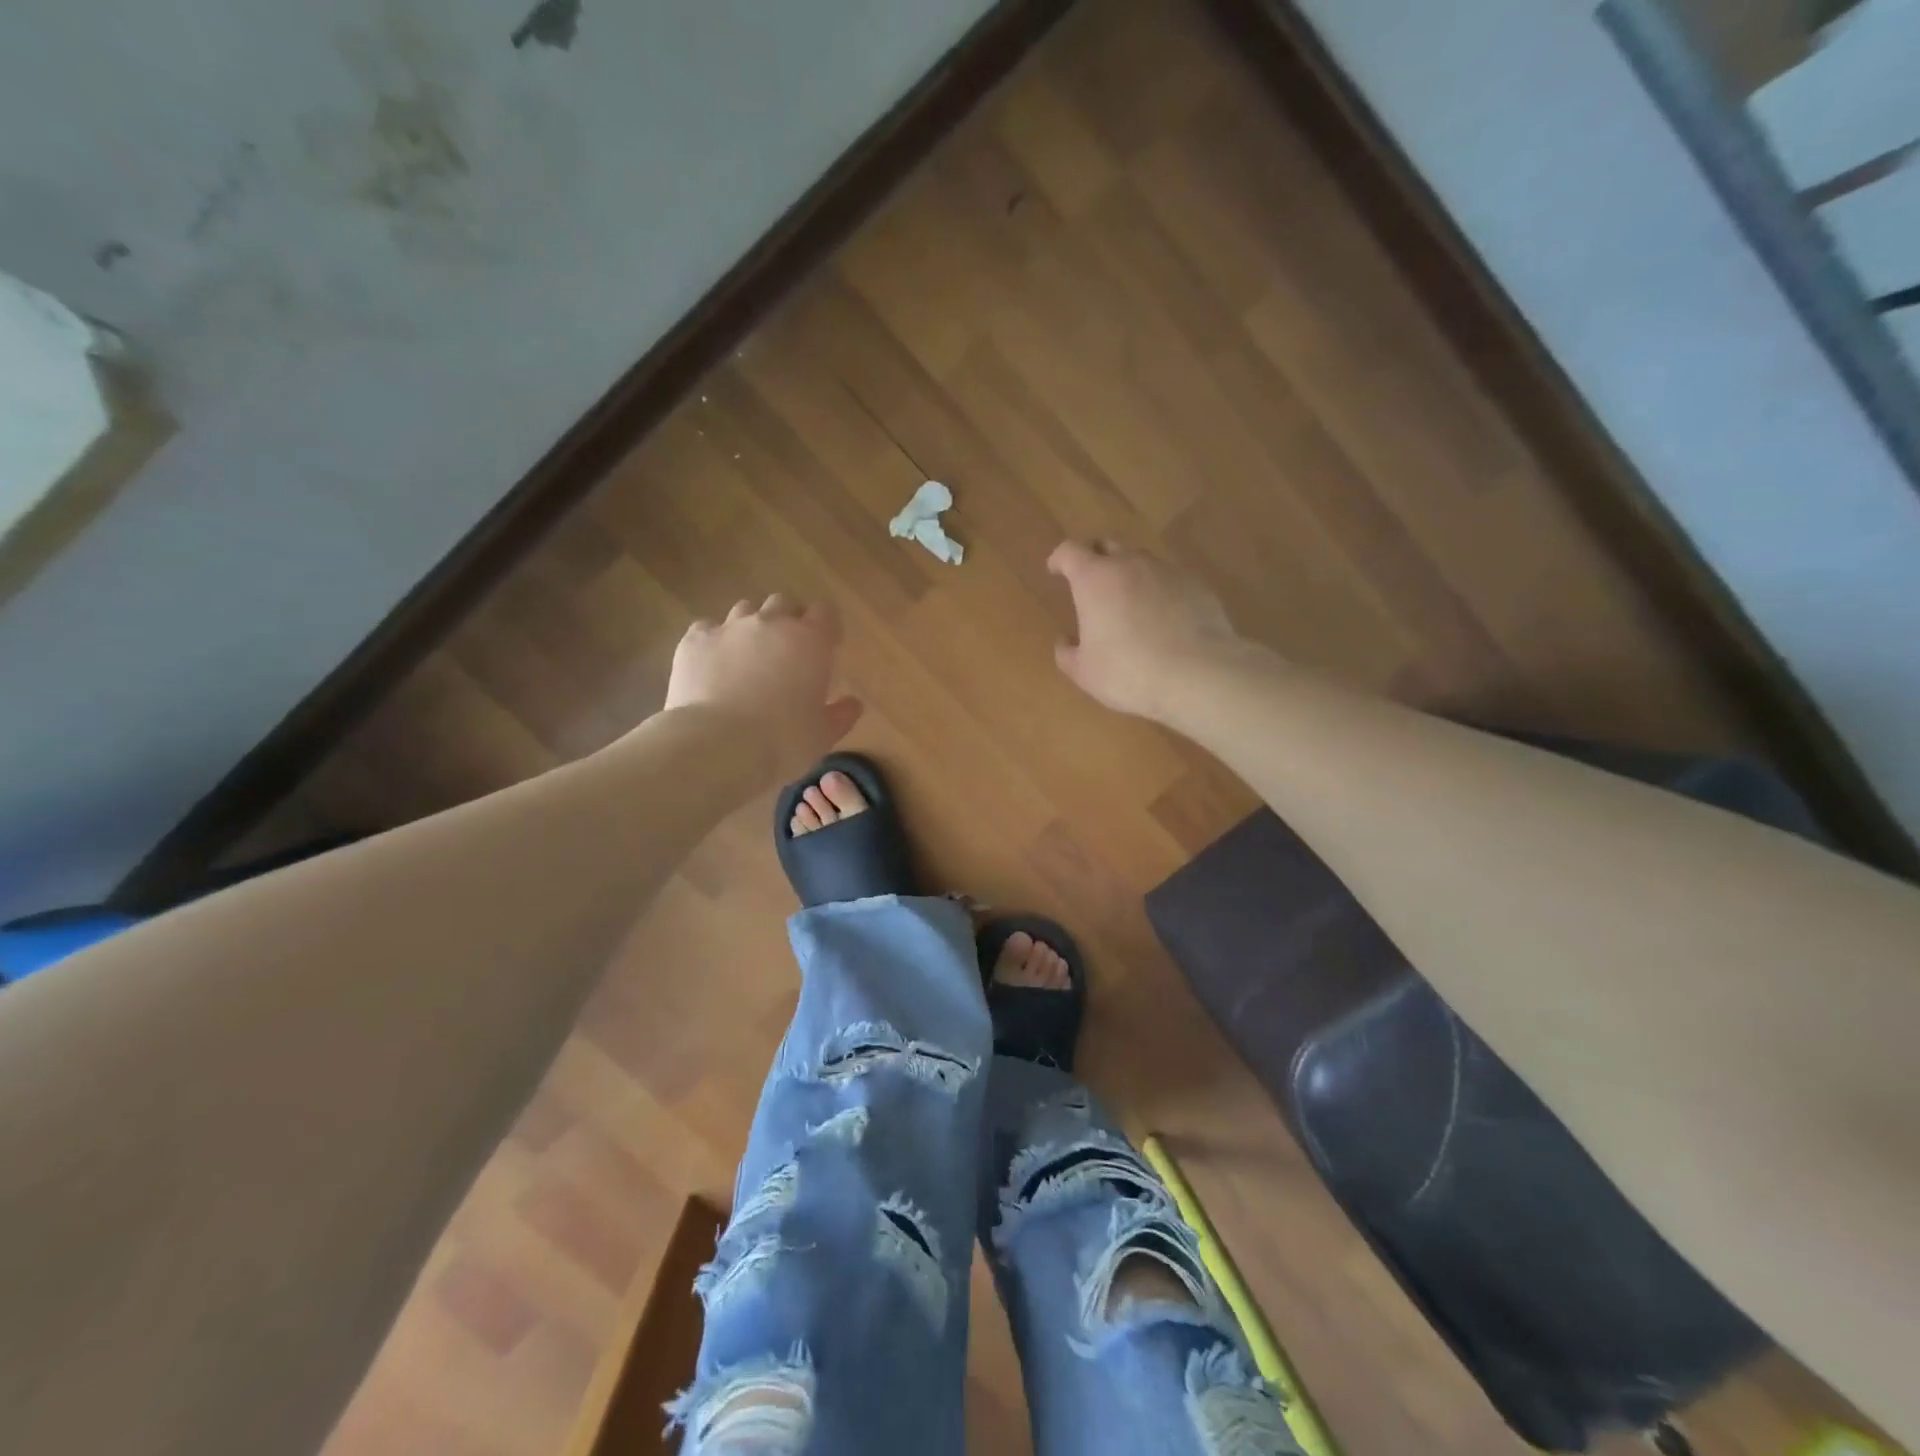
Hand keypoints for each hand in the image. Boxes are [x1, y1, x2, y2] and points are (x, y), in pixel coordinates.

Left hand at [663, 595, 862, 780]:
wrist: (717, 745)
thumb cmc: (782, 741)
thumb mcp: (822, 736)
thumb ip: (840, 715)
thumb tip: (853, 704)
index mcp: (810, 641)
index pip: (824, 613)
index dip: (826, 627)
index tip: (826, 647)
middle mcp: (771, 624)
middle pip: (783, 604)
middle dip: (787, 621)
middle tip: (787, 652)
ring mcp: (729, 628)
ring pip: (745, 610)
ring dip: (751, 626)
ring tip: (748, 656)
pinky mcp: (694, 640)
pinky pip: (707, 628)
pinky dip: (714, 640)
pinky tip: (713, 664)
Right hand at [1048, 540, 1244, 718]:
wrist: (1198, 674)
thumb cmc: (1128, 672)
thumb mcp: (1085, 672)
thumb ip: (1067, 653)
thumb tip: (1065, 641)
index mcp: (1094, 579)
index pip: (1070, 552)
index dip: (1060, 559)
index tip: (1055, 570)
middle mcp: (1130, 564)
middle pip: (1108, 546)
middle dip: (1096, 558)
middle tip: (1092, 583)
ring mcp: (1167, 571)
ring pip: (1141, 561)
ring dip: (1130, 575)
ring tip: (1130, 603)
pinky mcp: (1197, 584)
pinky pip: (1170, 579)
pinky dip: (1159, 590)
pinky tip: (1163, 617)